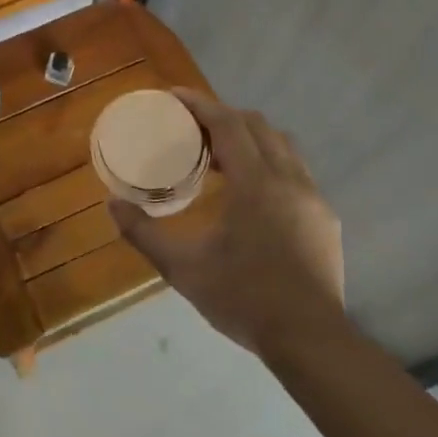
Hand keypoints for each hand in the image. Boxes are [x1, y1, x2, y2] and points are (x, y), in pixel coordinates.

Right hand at [109, 90, 345, 359]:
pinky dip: (270, 162)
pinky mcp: (325, 218)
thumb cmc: (244, 298)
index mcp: (255, 183)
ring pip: (282, 145)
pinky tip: (253, 192)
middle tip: (192, 128)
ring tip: (221, 155)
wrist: (311, 341)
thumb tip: (111, 204)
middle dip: (223, 116)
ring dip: (250, 137)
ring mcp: (312, 198)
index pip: (227, 123)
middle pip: (256, 125)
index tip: (173, 96)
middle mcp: (288, 179)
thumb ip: (143, 233)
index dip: (199, 103)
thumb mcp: (183, 268)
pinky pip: (296, 171)